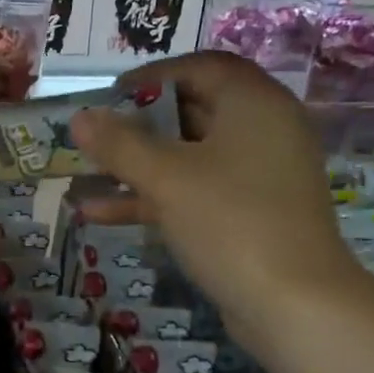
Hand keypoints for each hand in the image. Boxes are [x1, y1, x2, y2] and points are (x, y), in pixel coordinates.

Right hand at [69, 52, 368, 342]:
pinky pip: (197, 193)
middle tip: (94, 137)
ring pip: (190, 158)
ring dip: (139, 167)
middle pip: (194, 112)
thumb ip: (120, 145)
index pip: (201, 68)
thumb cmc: (231, 222)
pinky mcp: (250, 216)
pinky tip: (101, 214)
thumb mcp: (167, 178)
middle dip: (138, 126)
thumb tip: (79, 118)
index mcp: (254, 104)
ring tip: (86, 175)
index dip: (152, 78)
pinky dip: (155, 198)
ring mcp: (258, 177)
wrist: (294, 304)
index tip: (110, 97)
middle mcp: (263, 132)